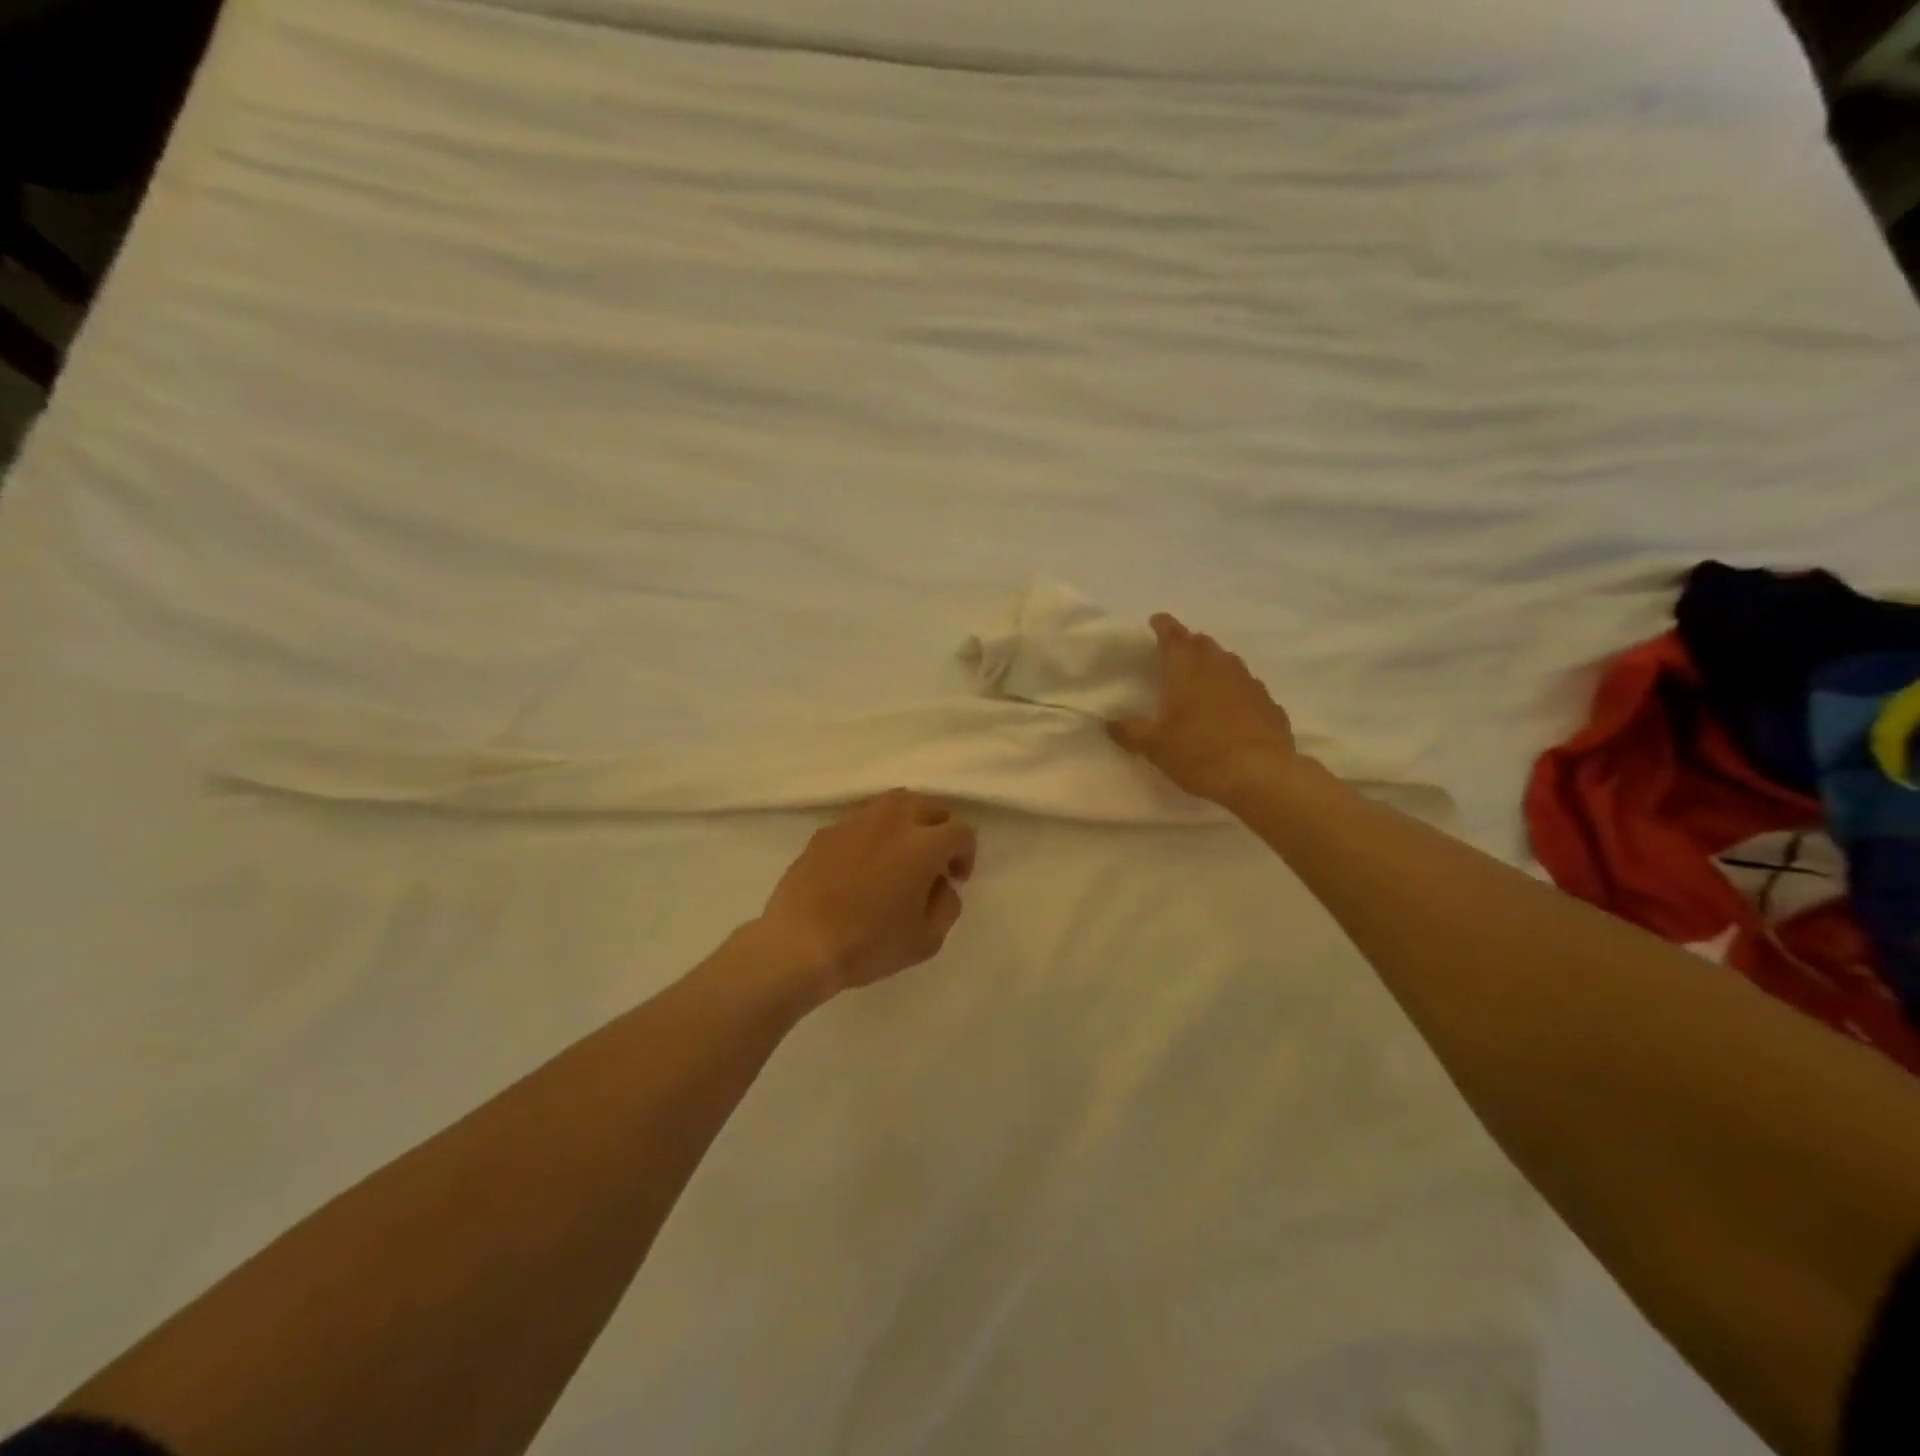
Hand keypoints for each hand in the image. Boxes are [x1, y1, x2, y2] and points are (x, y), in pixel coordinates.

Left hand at [757, 790, 977, 998]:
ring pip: (895, 803)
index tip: (955, 878)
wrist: (799, 943)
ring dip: (909, 822)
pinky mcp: (827, 830)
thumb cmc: (869, 944)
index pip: (961, 830)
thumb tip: (940, 884)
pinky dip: (875, 832)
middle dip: (940, 830)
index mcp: (923, 844)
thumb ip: (946, 905)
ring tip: (902, 851)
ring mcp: (856, 821)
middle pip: (930, 806)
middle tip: (934, 861)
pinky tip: (864, 862)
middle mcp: (893, 820)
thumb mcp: (927, 940)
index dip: (966, 853)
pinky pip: (863, 820)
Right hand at [1107, 614, 1298, 804]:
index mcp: (1187, 671)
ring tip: (1203, 675)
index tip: (1156, 620)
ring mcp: (1249, 684)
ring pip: (1228, 661)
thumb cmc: (1200, 754)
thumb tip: (1108, 722)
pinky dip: (1235, 688)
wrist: (1261, 775)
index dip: (1164, 626)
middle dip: (1188, 642)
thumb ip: (1130, 732)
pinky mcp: (1269, 704)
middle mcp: (1219, 668)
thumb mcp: (1155, 747)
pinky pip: (1248, 686)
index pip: (1173, 637)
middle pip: (1203, 644)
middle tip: (1176, 650)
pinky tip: (1232, 705)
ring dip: (1214, 662)